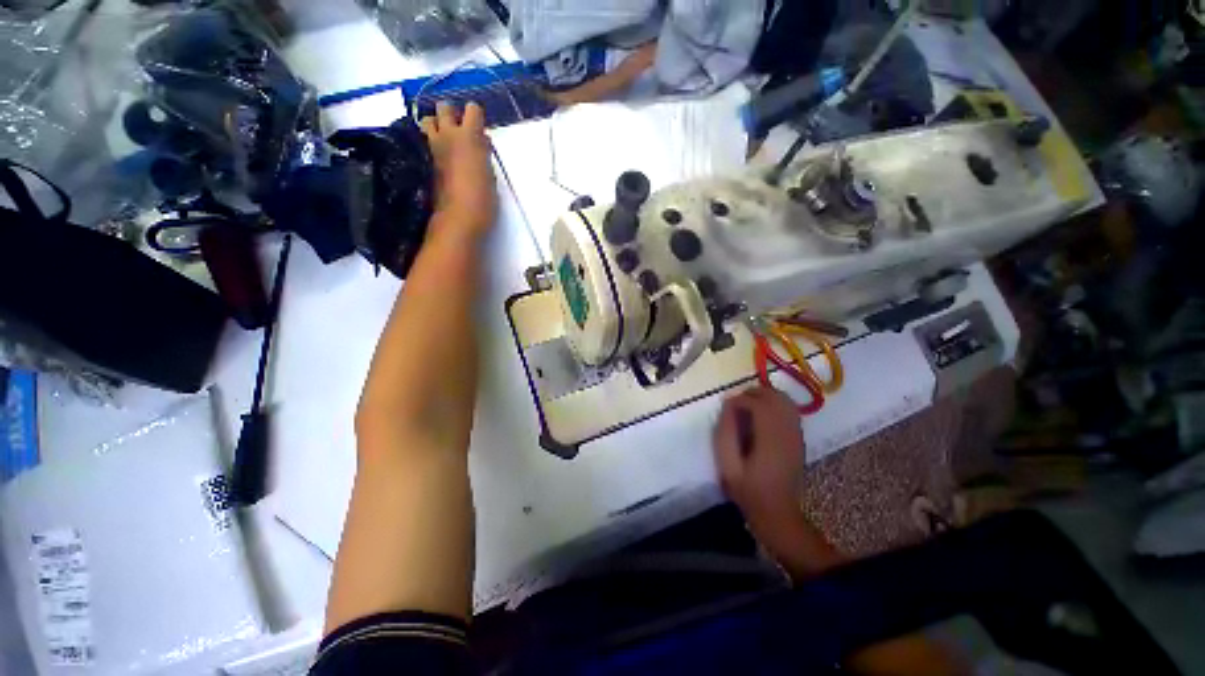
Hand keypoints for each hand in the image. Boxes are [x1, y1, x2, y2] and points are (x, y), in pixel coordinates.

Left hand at [420, 101, 496, 236]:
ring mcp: (432, 147)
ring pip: (428, 120)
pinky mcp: (424, 161)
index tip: (481, 130)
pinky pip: (424, 140)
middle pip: (444, 107)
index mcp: (469, 136)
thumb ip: (483, 154)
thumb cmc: (483, 199)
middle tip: (461, 130)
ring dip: (437, 125)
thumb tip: (480, 143)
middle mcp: (448, 135)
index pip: (472, 109)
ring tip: (447, 140)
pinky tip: (440, 156)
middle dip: (452, 114)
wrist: (459, 218)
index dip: (477, 117)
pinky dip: (431, 142)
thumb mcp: (490, 174)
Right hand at [713, 388, 805, 531]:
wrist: (778, 512)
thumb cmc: (748, 489)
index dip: (740, 399)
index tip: (726, 405)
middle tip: (736, 401)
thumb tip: (729, 406)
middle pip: (775, 397)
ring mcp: (796, 435)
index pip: (758, 405)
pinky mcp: (799, 438)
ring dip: (765, 396)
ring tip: (748, 404)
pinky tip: (762, 414)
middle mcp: (787, 433)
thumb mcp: (728, 464)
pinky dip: (775, 404)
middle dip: (753, 393)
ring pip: (784, 401)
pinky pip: (789, 410)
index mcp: (770, 440)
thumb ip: (725, 432)